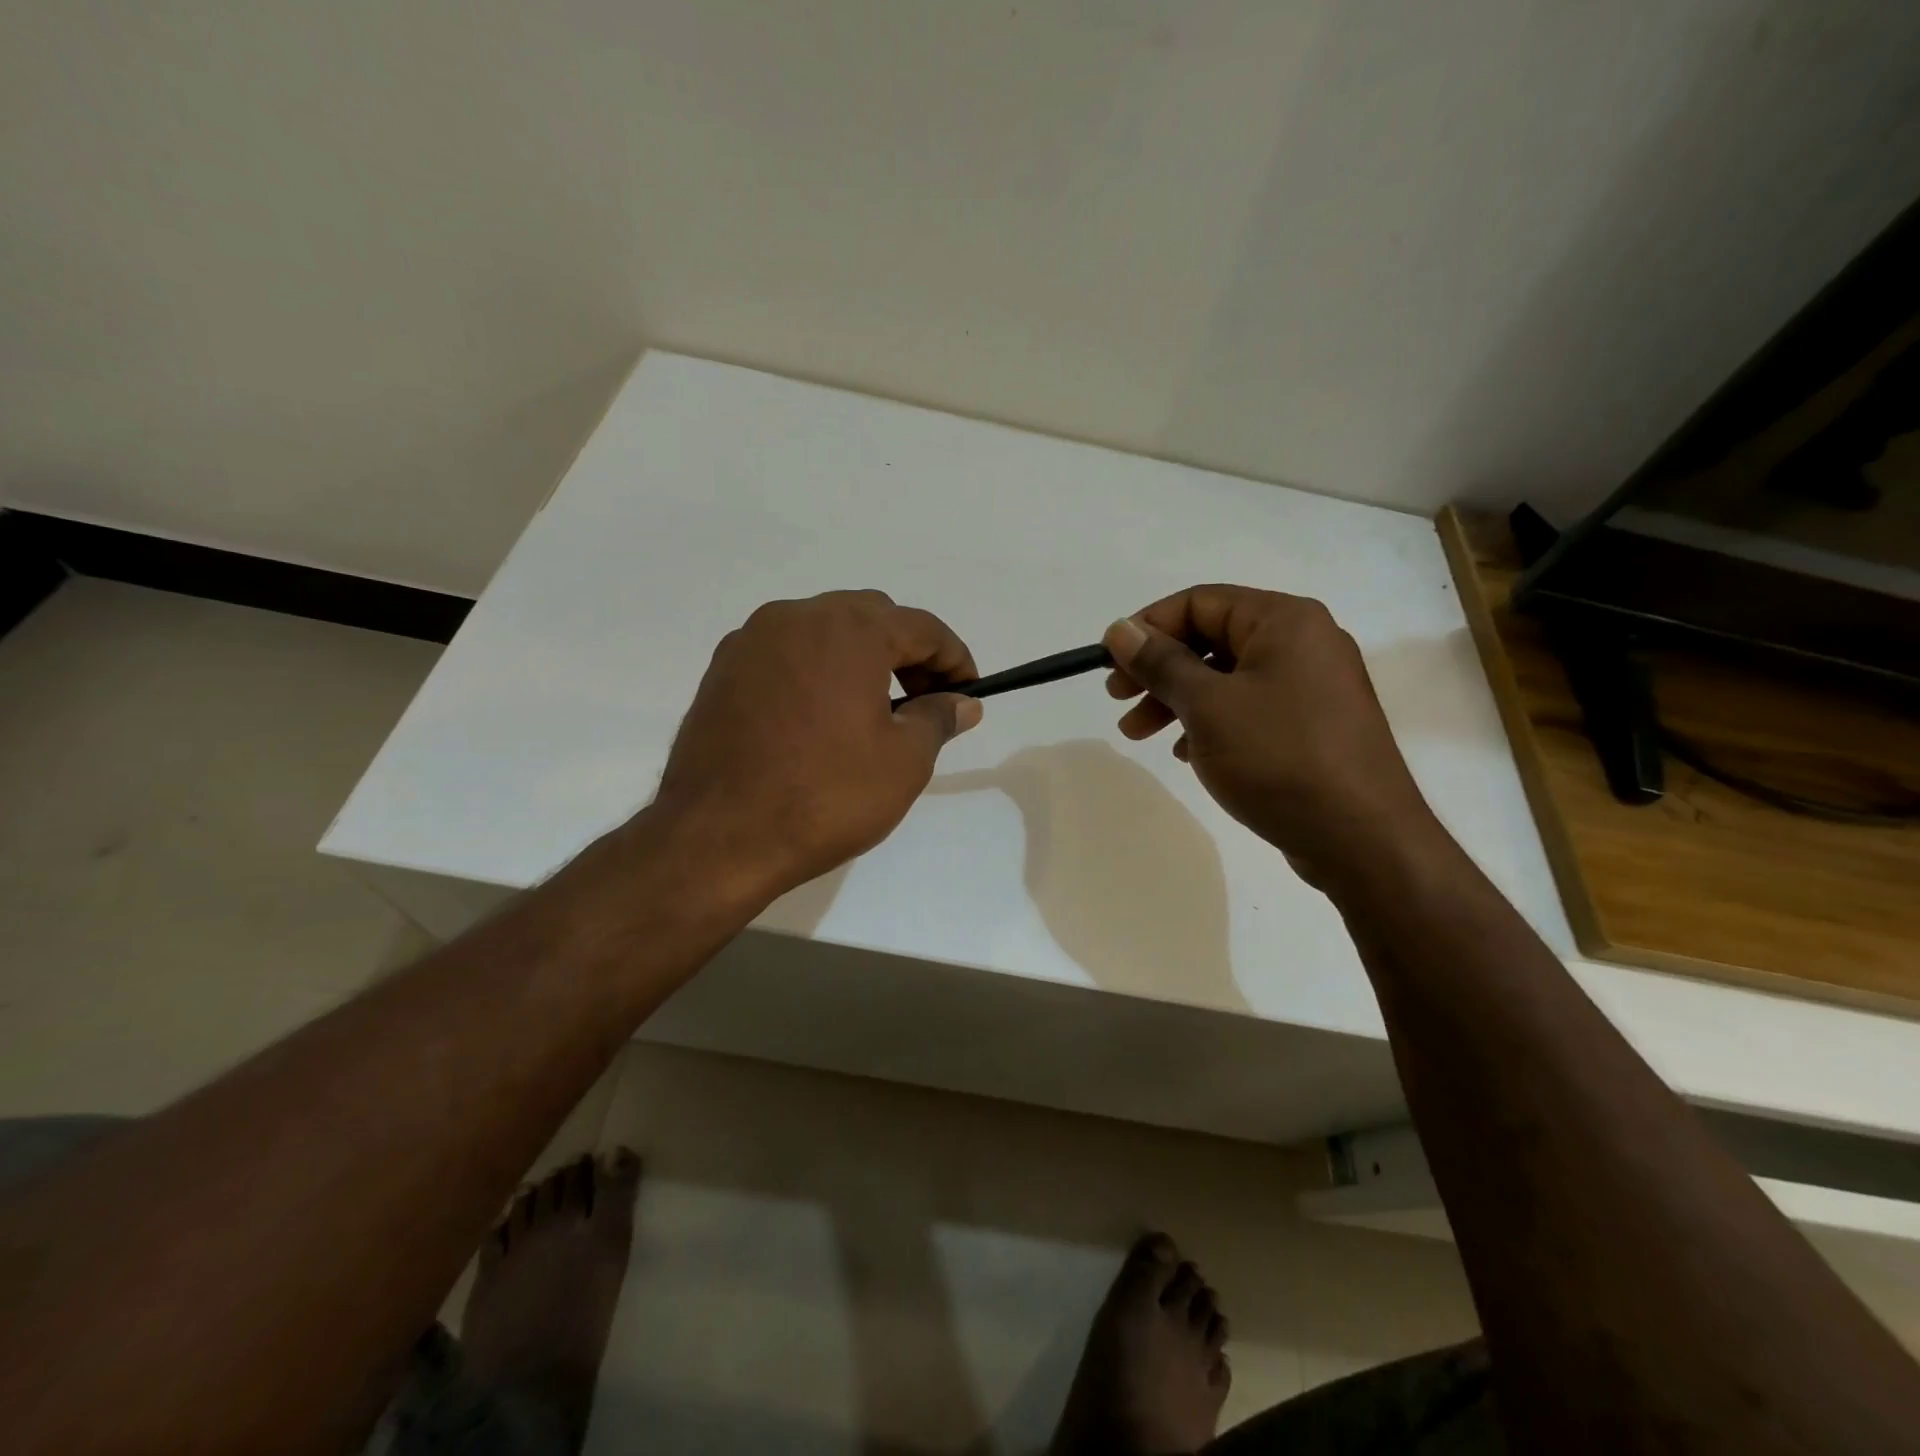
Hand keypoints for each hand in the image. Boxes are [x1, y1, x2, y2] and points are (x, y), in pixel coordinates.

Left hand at [650, 590, 981, 902]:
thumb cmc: (826, 795)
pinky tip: (820, 718)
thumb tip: (962, 703)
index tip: (968, 693)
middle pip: (871, 618)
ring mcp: (752, 640)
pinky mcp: (722, 670)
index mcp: (849, 629)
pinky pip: (786, 654)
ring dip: (859, 658)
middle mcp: (797, 617)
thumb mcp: (904, 761)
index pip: (922, 627)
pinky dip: (816, 671)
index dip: (955, 659)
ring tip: (871, 711)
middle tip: (922, 702)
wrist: (719, 836)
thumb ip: (938, 719)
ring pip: (824, 631)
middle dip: (906, 653)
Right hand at [1102, 585, 1436, 883]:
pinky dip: (1210, 722)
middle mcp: (1303, 642)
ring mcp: (1311, 685)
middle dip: (1157, 669)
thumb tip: (1118, 629)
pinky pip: (1248, 707)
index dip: (1147, 628)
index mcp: (1283, 621)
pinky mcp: (1312, 724)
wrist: (1361, 838)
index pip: (1198, 602)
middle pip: (1210, 639)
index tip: (1109, 664)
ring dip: (1176, 700)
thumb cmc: (1279, 757)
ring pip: (1225, 678)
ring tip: (1138, 734)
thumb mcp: (1208, 706)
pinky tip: (1185, 753)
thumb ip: (1160, 663)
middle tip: (1117, 699)